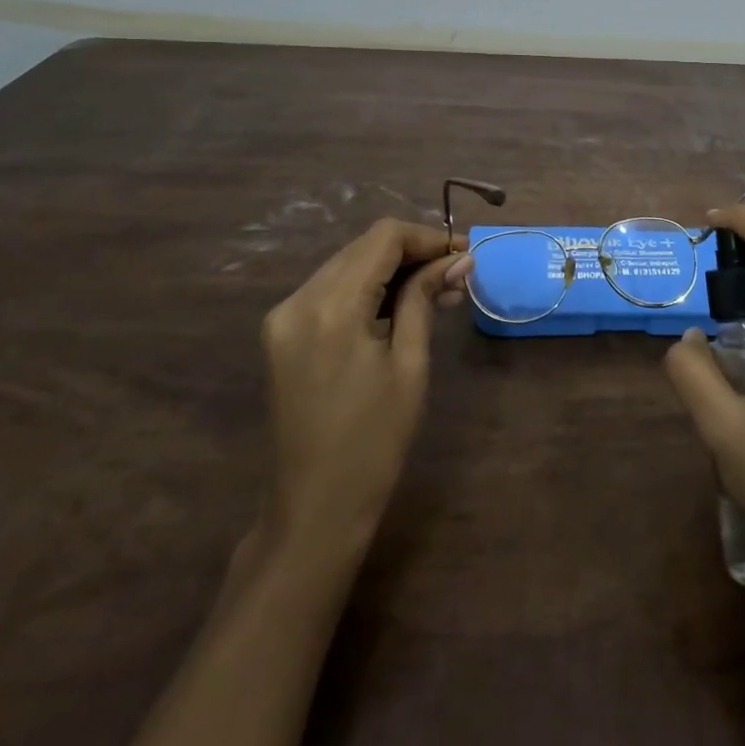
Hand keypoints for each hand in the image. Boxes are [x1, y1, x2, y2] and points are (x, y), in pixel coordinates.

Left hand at [253, 219, 470, 566]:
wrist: (314, 508)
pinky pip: (330, 290)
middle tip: (456, 274)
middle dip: (412, 252)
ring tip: (436, 291)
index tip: (464, 256)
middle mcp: (298, 299)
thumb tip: (459, 259)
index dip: (428, 237)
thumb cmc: (374, 441)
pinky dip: (366, 288)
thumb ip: (426, 299)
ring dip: (391, 269)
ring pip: (347, 264)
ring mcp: (283, 316)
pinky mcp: (281, 333)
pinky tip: (398, 306)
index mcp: (331, 307)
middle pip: (363, 247)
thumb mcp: (410, 364)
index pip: (383, 238)